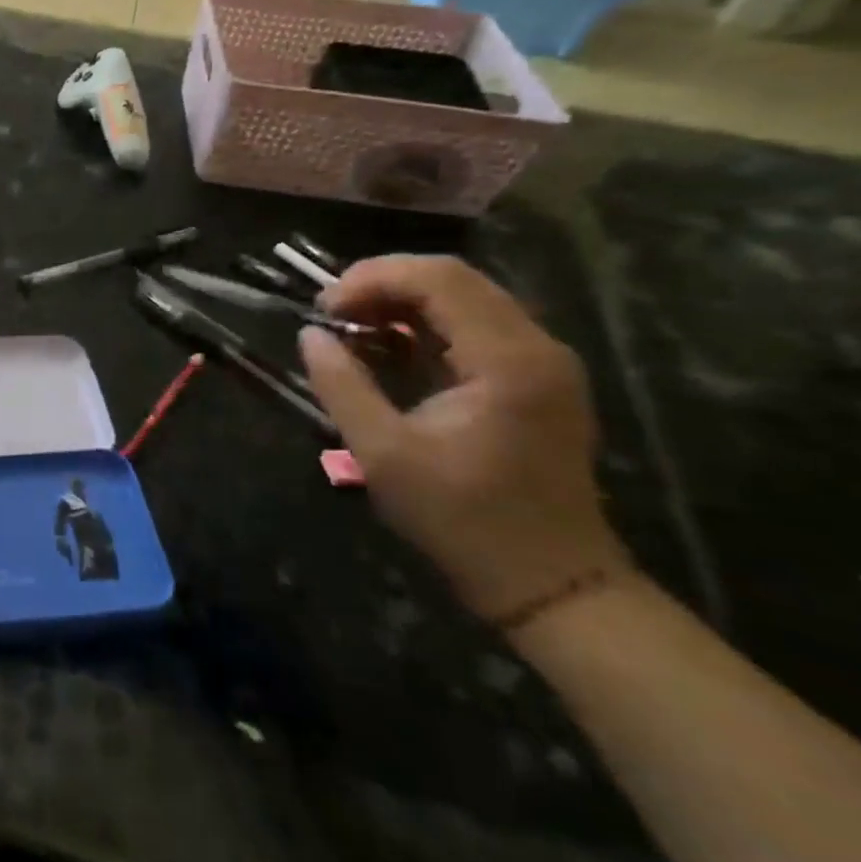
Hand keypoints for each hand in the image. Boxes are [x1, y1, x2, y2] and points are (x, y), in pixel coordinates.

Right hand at [298, 255, 630, 624]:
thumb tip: (310, 335)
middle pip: (454, 279)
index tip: (324, 310)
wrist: (550, 583)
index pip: (438, 278)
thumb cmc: (462, 519)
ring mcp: (543, 362)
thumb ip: (341, 384)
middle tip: (332, 316)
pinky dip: (427, 325)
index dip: (372, 278)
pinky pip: (476, 327)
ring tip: (353, 330)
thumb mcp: (383, 453)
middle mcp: (537, 346)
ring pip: (465, 298)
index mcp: (507, 360)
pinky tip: (391, 349)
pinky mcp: (538, 380)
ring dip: (403, 303)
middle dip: (383, 285)